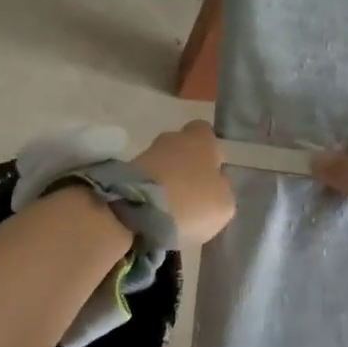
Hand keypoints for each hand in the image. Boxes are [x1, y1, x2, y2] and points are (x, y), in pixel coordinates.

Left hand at [134, 120, 235, 245]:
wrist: (138, 209)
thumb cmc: (192, 201)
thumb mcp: (224, 204)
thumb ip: (222, 190)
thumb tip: (215, 186)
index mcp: (200, 140)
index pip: (205, 132)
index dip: (210, 150)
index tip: (212, 171)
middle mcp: (171, 138)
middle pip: (181, 148)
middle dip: (185, 166)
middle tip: (192, 194)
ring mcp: (144, 154)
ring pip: (161, 165)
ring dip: (166, 182)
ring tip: (172, 210)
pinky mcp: (123, 173)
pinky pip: (145, 181)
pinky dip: (150, 194)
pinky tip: (154, 214)